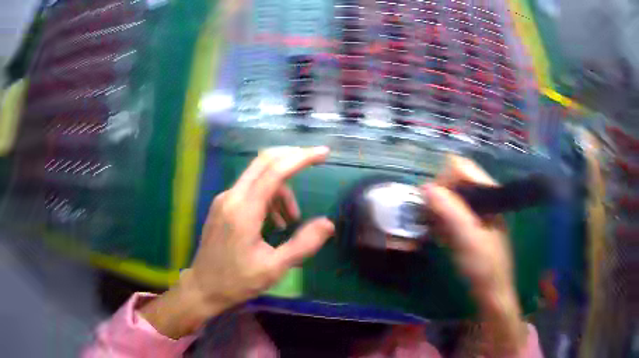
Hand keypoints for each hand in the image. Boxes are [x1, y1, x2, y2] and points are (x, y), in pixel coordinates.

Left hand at [140, 147, 334, 338]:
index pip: (275, 171)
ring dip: (281, 189)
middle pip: (263, 162)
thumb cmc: (237, 281)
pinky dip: (268, 197)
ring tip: (291, 221)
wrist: (203, 288)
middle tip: (315, 163)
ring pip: (258, 177)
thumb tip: (328, 223)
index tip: (323, 153)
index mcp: (243, 210)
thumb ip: (303, 244)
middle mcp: (231, 197)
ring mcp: (224, 200)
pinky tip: (273, 223)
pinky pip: (249, 190)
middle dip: (291, 158)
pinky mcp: (222, 206)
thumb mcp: (274, 268)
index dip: (301, 158)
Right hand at [422, 155, 527, 354]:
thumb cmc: (484, 266)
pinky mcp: (470, 225)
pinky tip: (440, 237)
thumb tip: (426, 187)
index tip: (431, 201)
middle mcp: (482, 198)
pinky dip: (442, 222)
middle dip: (439, 197)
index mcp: (488, 194)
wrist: (491, 292)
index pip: (461, 168)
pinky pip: (450, 214)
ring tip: (436, 231)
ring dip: (438, 211)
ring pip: (450, 198)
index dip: (443, 179)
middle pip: (454, 181)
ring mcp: (476, 212)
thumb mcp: (468, 239)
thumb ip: (450, 211)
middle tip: (431, 219)